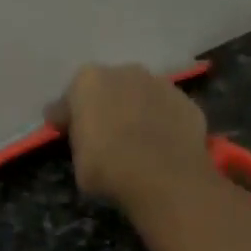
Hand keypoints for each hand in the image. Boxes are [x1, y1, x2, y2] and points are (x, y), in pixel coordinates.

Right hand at [47, 63, 212, 212]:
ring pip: (141, 96)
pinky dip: (163, 125)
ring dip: (136, 112)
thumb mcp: (78, 161)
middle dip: (105, 107)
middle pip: (109, 89)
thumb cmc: (109, 169)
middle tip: (104, 135)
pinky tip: (161, 146)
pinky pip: (167, 113)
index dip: (66, 117)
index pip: (69, 99)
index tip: (63, 131)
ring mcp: (161, 84)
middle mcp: (125, 72)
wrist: (164, 178)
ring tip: (137, 141)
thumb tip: (79, 132)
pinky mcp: (187, 103)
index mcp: (88, 81)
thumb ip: (78, 139)